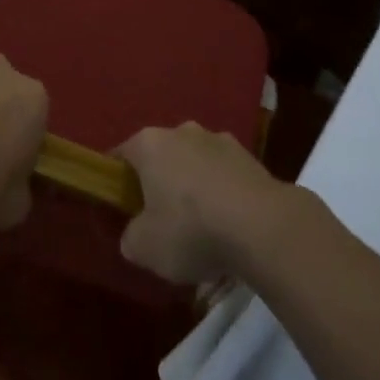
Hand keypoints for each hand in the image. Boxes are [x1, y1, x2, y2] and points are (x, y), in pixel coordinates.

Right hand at [116, 122, 291, 284]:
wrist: (262, 226)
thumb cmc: (190, 229)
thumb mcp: (144, 247)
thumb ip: (131, 237)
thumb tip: (136, 234)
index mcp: (149, 143)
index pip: (121, 155)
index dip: (117, 181)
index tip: (121, 207)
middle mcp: (182, 131)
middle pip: (162, 157)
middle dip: (160, 183)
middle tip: (161, 221)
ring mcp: (220, 140)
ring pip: (196, 164)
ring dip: (195, 188)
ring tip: (202, 229)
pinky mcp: (251, 157)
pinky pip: (225, 177)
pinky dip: (223, 196)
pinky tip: (229, 228)